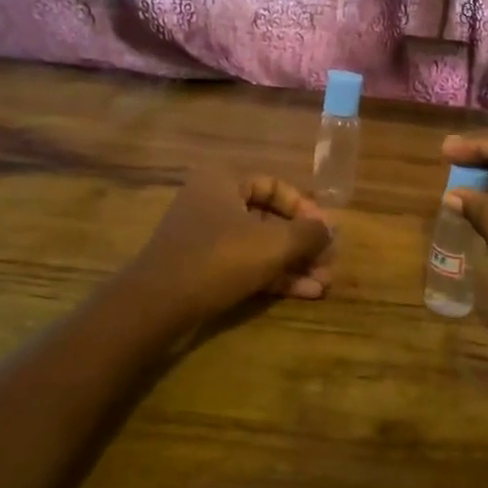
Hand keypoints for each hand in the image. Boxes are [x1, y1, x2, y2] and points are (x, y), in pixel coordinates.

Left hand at [129, 171, 332, 324]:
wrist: (156, 306)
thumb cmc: (218, 259)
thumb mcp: (273, 244)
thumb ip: (308, 234)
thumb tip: (331, 229)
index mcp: (223, 181)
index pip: (275, 185)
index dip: (305, 208)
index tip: (326, 232)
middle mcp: (212, 202)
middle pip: (269, 218)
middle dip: (302, 244)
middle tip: (328, 263)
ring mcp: (205, 237)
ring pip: (259, 246)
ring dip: (292, 264)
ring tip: (323, 285)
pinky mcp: (202, 269)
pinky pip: (245, 265)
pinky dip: (273, 277)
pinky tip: (304, 293)